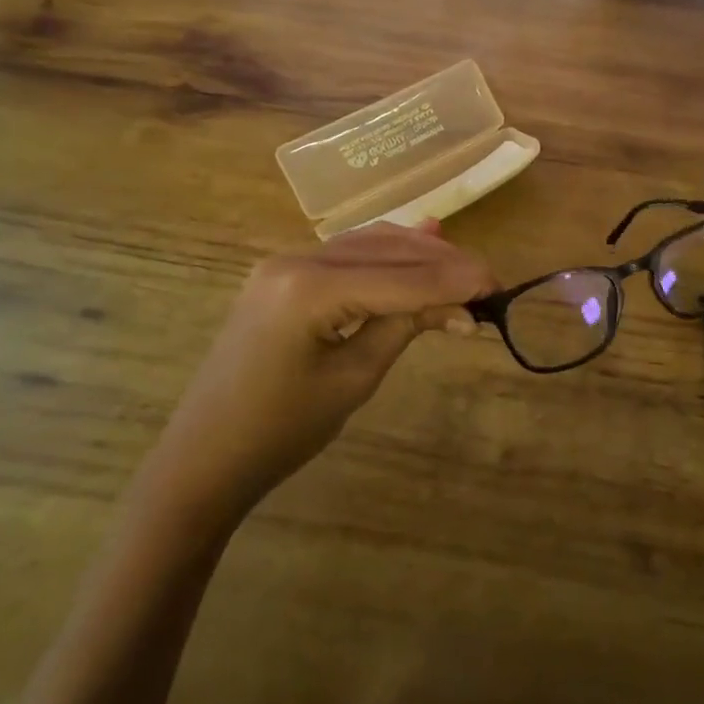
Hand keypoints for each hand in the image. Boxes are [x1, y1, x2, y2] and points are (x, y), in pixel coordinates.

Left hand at [142, 222, 496, 523]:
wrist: (204, 457)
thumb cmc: (280, 431)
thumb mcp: (354, 379)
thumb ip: (407, 327)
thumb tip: (464, 307)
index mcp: (309, 288)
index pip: (401, 277)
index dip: (454, 280)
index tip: (499, 284)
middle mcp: (296, 259)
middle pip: (387, 251)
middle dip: (442, 264)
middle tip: (488, 283)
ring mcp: (285, 262)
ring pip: (369, 245)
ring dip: (418, 256)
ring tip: (464, 273)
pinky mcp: (284, 274)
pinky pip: (347, 255)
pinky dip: (388, 257)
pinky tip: (420, 248)